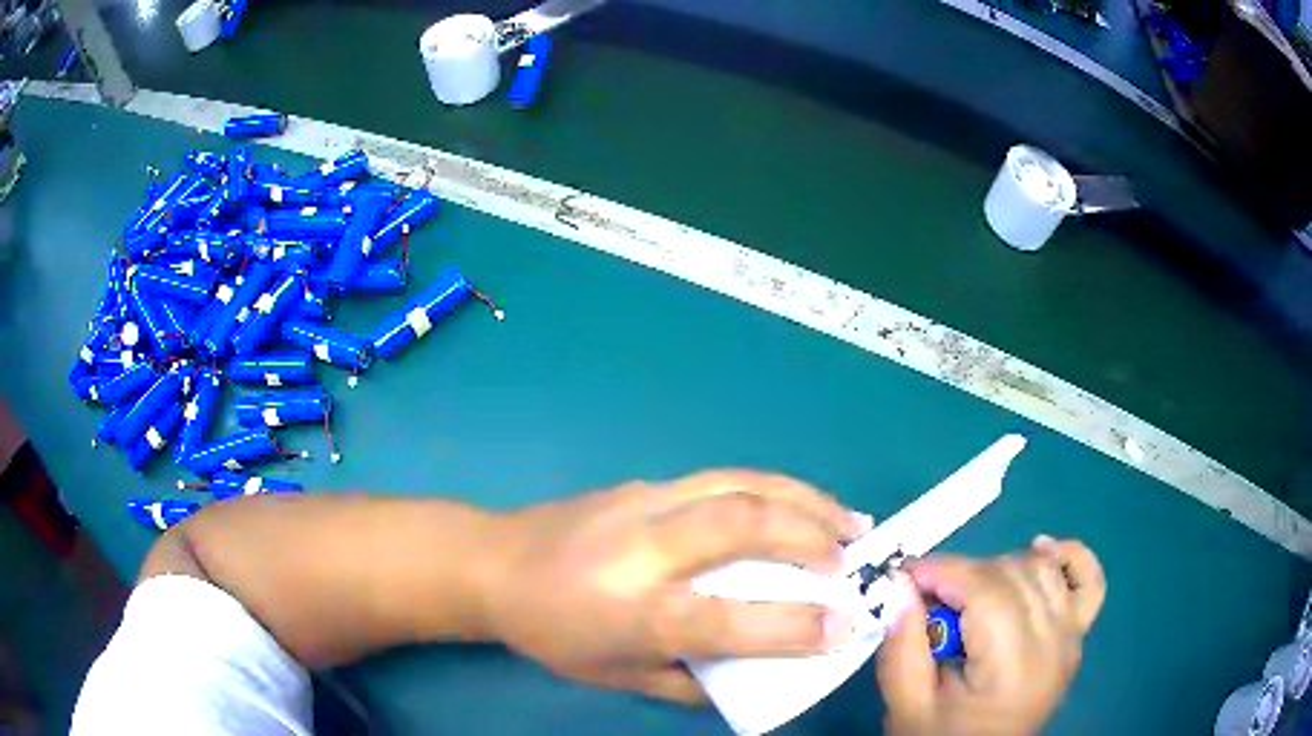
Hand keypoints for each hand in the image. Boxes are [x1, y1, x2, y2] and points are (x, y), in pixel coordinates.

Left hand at [481, 471, 871, 703]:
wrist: (493, 563)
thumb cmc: (552, 632)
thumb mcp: (618, 677)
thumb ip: (690, 685)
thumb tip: (754, 683)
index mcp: (633, 613)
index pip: (726, 620)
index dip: (794, 626)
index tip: (845, 626)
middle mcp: (642, 550)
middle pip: (740, 525)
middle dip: (812, 538)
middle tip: (857, 559)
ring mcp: (643, 503)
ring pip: (739, 485)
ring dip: (805, 499)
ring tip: (851, 520)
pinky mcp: (643, 482)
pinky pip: (723, 479)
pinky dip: (775, 489)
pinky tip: (798, 504)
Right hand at [876, 537, 1105, 735]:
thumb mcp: (905, 708)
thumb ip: (901, 649)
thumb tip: (900, 589)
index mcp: (1011, 670)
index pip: (987, 593)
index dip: (944, 572)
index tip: (905, 576)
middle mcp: (1052, 645)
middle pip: (1013, 575)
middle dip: (963, 574)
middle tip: (929, 599)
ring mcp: (1072, 637)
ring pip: (1042, 569)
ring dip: (1000, 569)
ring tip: (969, 596)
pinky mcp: (1078, 635)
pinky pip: (1089, 579)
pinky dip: (1067, 557)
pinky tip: (1040, 551)